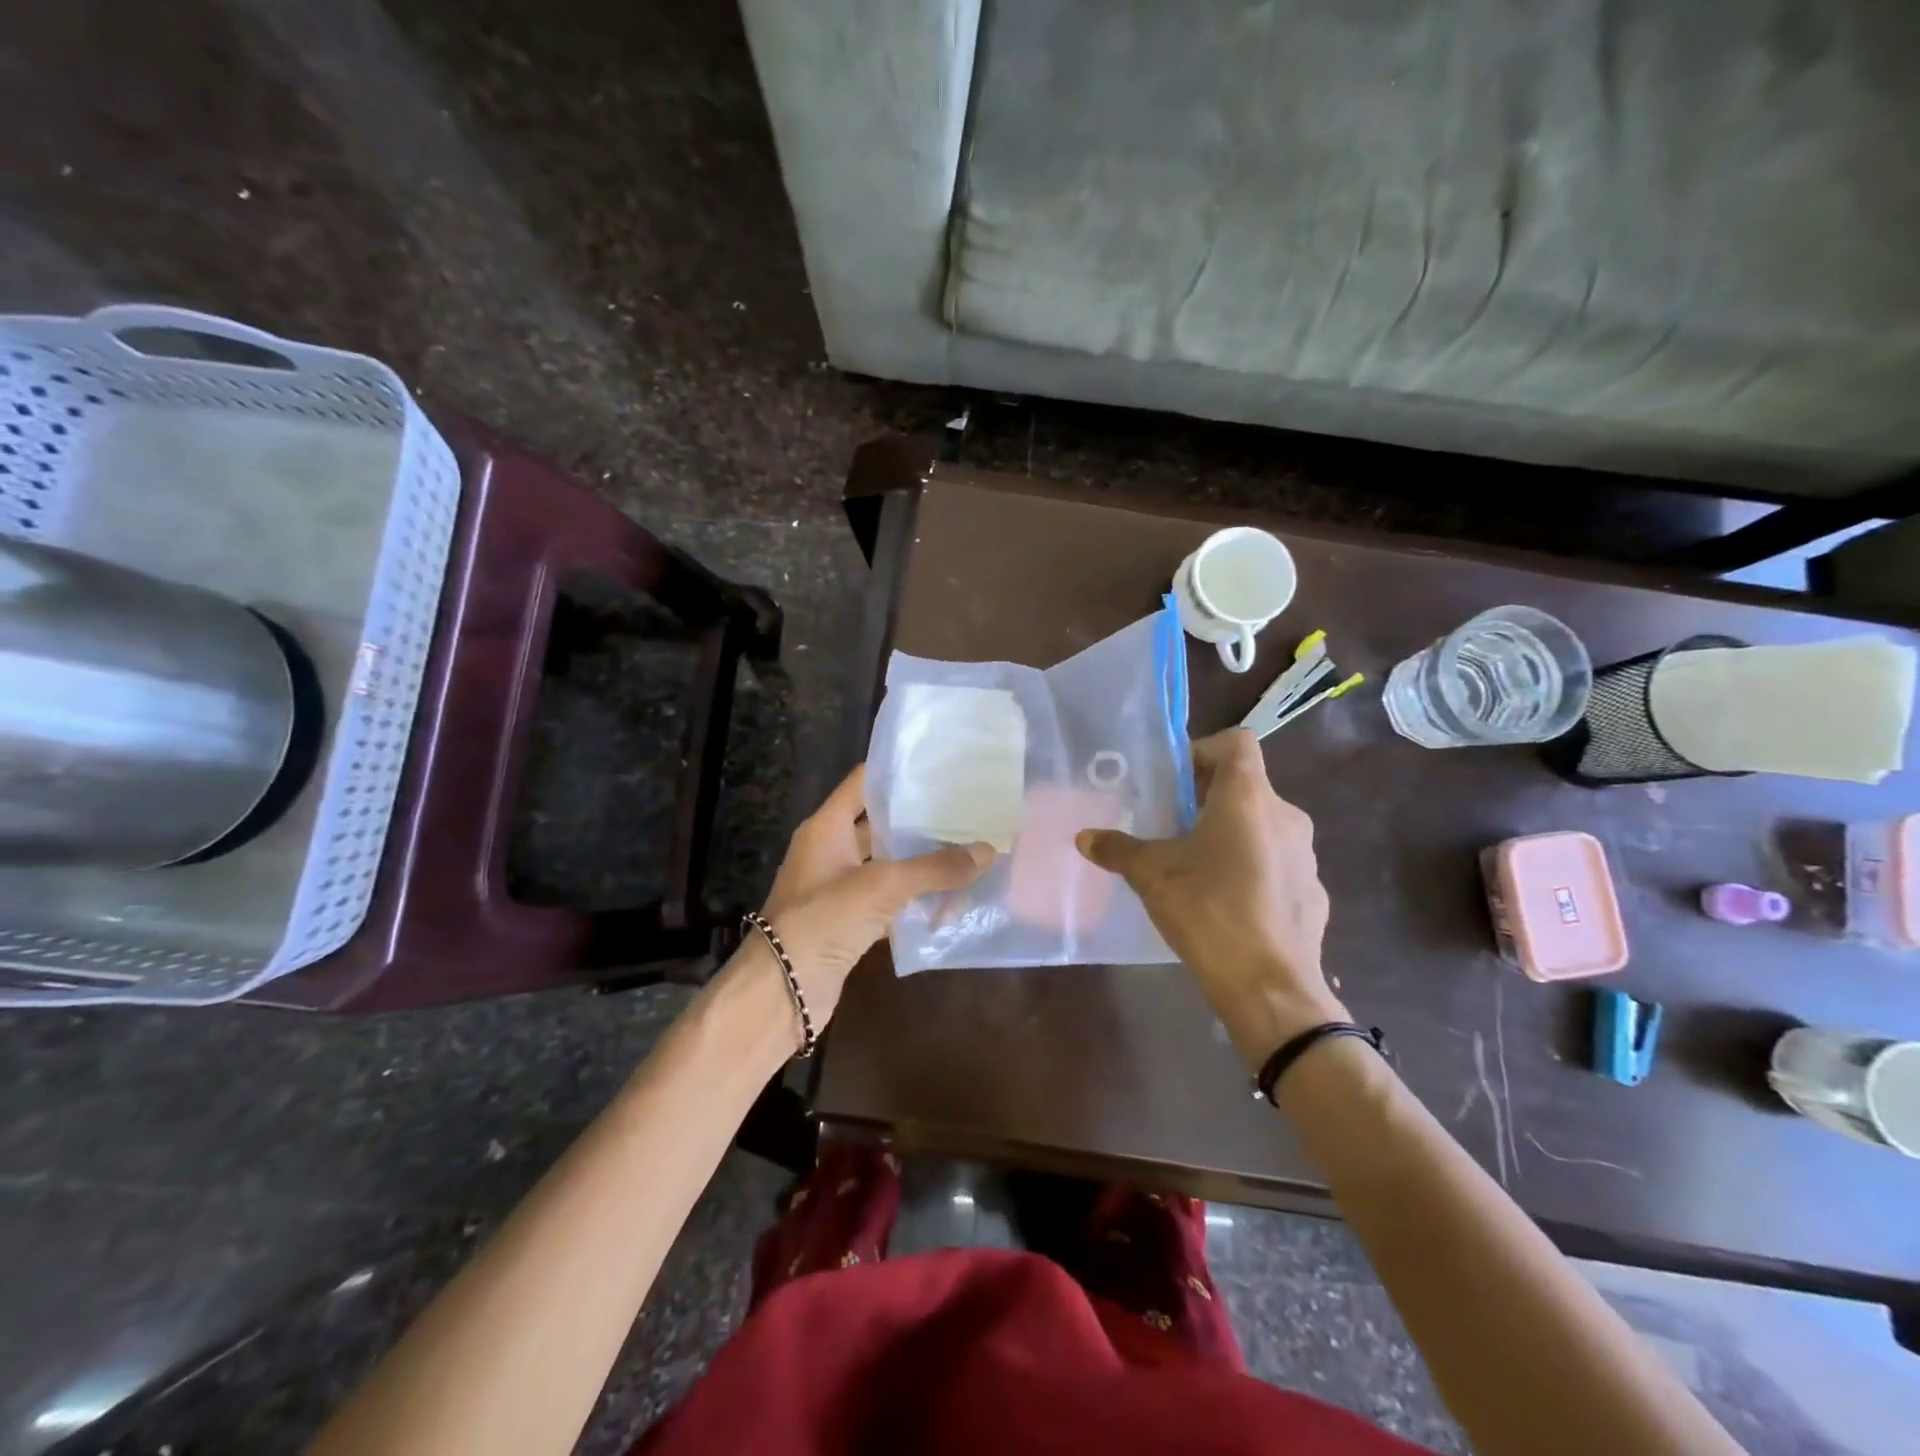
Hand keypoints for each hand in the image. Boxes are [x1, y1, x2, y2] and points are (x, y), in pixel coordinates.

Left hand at [759, 764, 993, 1025]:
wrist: (782, 990)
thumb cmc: (824, 919)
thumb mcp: (883, 885)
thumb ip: (935, 868)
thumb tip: (988, 851)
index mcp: (827, 827)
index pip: (863, 783)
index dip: (898, 772)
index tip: (940, 766)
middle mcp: (831, 851)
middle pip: (881, 826)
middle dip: (922, 822)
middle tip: (968, 812)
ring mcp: (839, 889)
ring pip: (889, 867)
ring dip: (923, 866)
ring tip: (970, 854)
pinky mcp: (849, 923)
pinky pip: (890, 903)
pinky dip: (916, 903)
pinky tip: (952, 903)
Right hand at [1076, 728, 1344, 1064]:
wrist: (1270, 987)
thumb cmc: (1208, 910)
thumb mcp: (1152, 875)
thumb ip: (1118, 849)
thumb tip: (1085, 837)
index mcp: (1248, 797)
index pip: (1237, 742)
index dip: (1204, 750)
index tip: (1174, 781)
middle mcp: (1286, 815)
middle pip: (1246, 785)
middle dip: (1207, 799)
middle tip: (1171, 826)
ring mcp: (1307, 855)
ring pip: (1263, 826)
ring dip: (1230, 834)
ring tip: (1196, 867)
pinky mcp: (1314, 892)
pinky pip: (1278, 864)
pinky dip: (1253, 869)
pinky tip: (1227, 904)